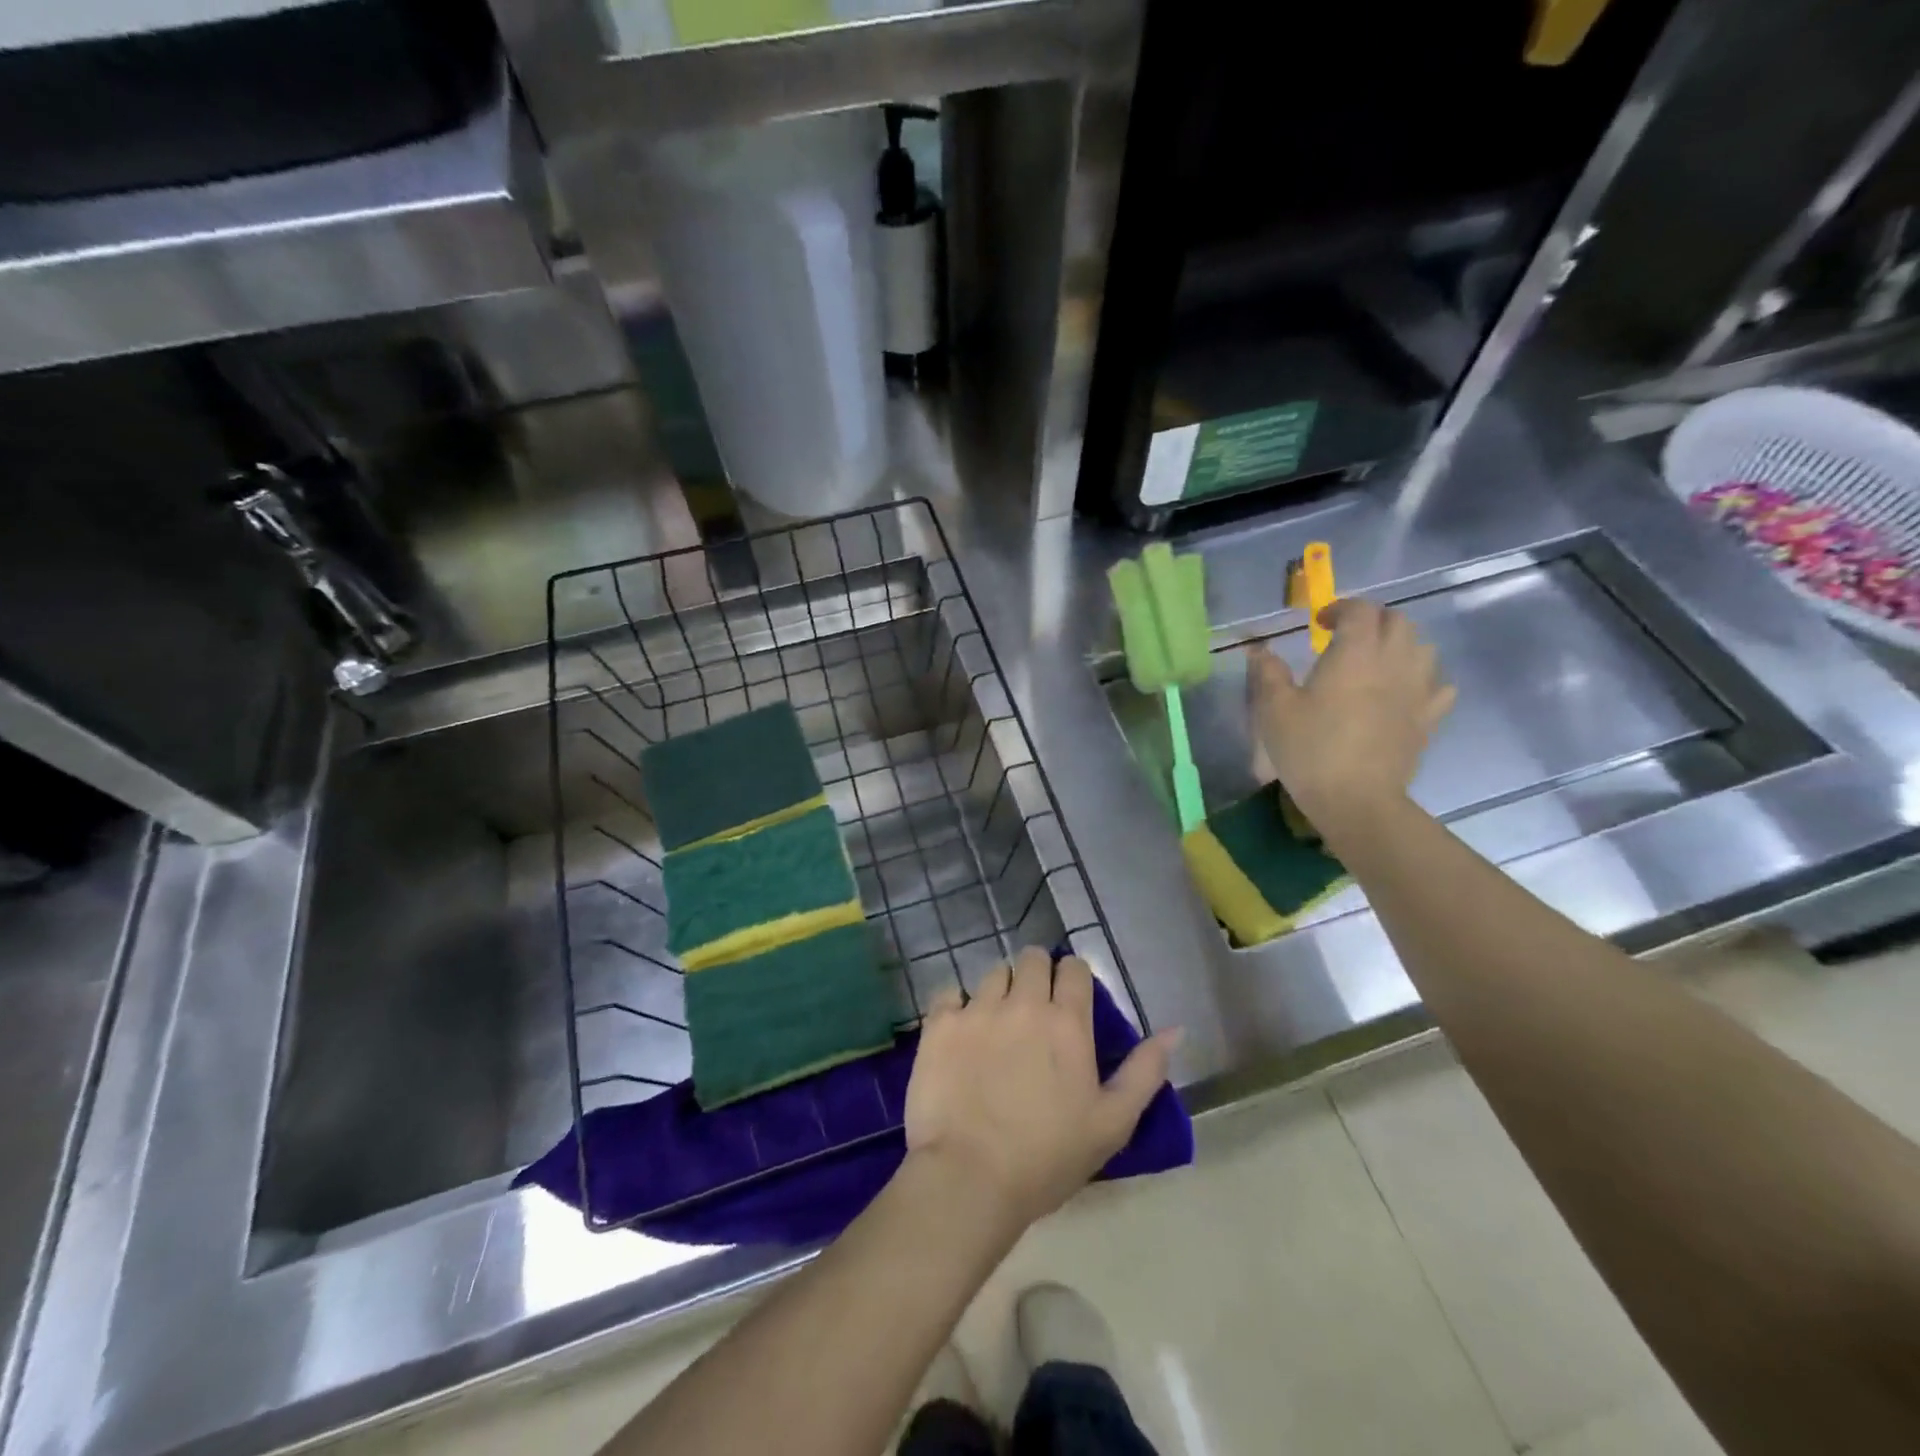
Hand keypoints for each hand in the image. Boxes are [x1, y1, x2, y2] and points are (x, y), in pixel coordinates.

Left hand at [904, 948, 1179, 1230]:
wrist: (969, 1178)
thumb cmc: (1048, 1157)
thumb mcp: (1112, 1123)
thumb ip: (1144, 1072)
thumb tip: (1175, 1030)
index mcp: (1067, 1022)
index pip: (1074, 968)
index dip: (1072, 979)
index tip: (1069, 1001)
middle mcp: (1022, 1002)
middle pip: (1032, 958)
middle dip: (1036, 974)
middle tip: (1033, 1010)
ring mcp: (977, 1009)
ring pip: (993, 973)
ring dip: (1000, 989)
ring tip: (997, 1024)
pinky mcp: (940, 1023)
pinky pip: (950, 993)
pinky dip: (957, 1006)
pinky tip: (961, 1034)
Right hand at [1246, 597, 1453, 832]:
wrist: (1356, 799)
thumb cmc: (1310, 750)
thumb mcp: (1274, 710)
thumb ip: (1267, 673)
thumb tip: (1260, 650)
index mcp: (1355, 654)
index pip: (1360, 610)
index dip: (1340, 608)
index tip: (1319, 623)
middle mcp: (1393, 662)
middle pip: (1398, 621)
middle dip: (1373, 620)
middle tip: (1347, 637)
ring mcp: (1417, 690)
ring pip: (1423, 647)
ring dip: (1400, 644)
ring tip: (1376, 660)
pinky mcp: (1428, 718)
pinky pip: (1439, 686)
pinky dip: (1423, 679)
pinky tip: (1405, 692)